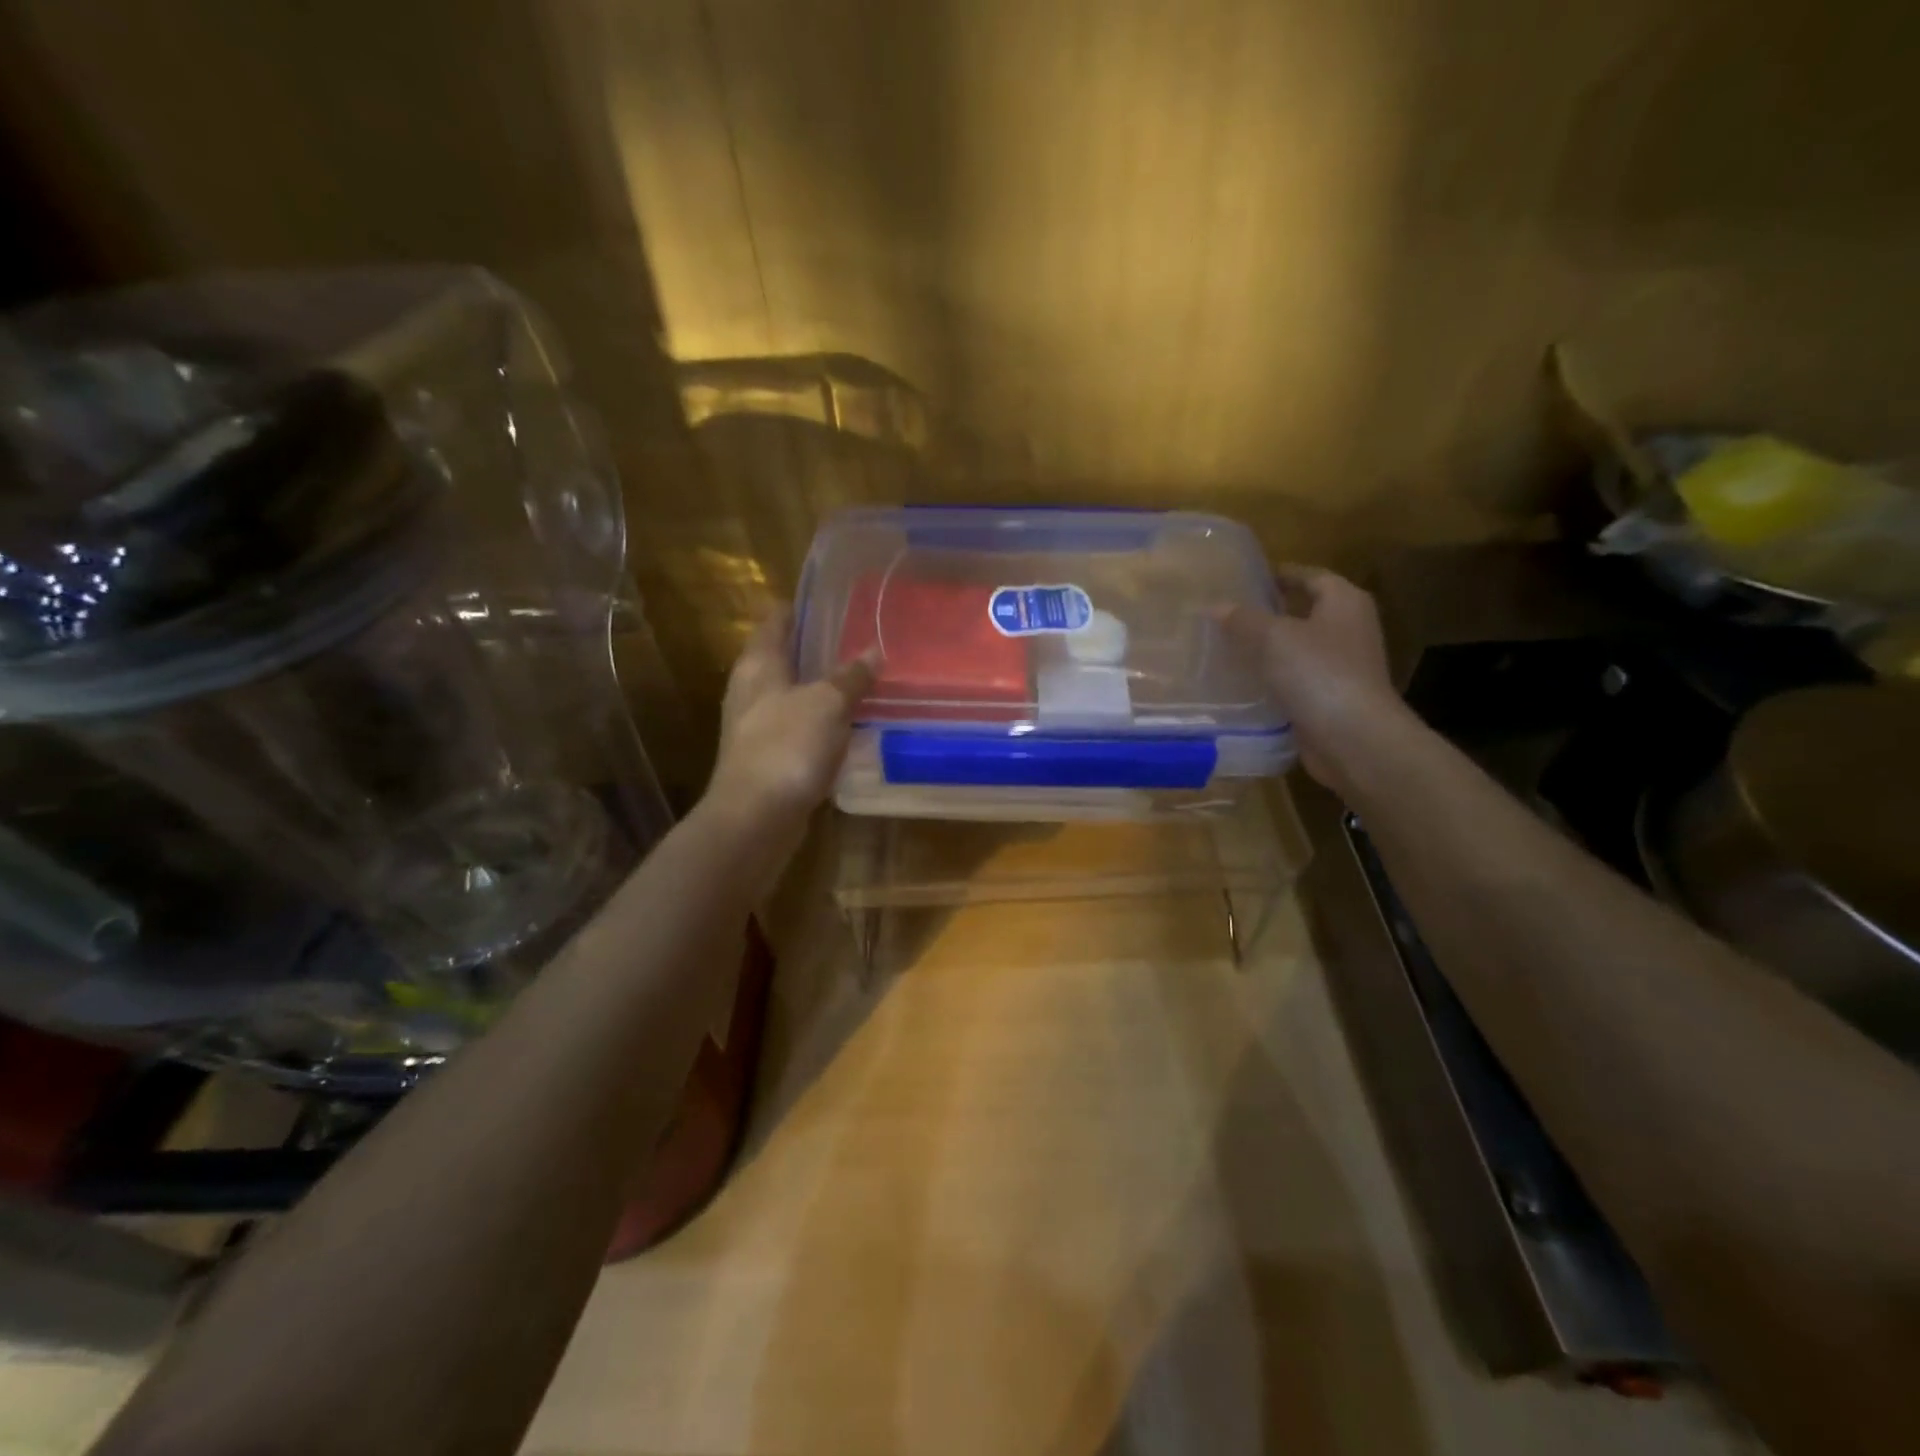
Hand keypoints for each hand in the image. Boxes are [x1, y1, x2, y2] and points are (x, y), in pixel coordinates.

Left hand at [705, 608, 876, 829]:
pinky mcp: (766, 757)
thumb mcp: (828, 703)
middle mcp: (750, 689)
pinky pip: (796, 728)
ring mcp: (754, 726)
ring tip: (858, 681)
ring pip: (791, 694)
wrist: (756, 817)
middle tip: (856, 640)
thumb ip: (851, 676)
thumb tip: (874, 651)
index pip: (775, 621)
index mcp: (758, 664)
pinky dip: (818, 722)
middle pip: (782, 657)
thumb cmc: (788, 746)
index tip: (831, 601)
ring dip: (819, 688)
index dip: (799, 608)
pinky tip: (845, 726)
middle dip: (815, 649)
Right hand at [1221, 566, 1410, 793]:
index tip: (1248, 578)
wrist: (1354, 738)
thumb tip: (1215, 606)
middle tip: (1229, 613)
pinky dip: (1273, 679)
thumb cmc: (1319, 674)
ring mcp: (1342, 667)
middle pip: (1306, 612)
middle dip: (1270, 612)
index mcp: (1344, 602)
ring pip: (1298, 649)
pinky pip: (1296, 680)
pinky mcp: (1330, 699)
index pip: (1311, 576)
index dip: (1281, 574)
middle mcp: (1349, 629)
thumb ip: (1243, 619)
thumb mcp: (1273, 638)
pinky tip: (1243, 684)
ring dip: (1269, 648)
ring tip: (1228, 647)